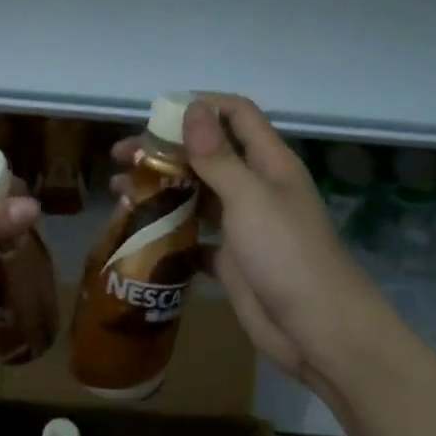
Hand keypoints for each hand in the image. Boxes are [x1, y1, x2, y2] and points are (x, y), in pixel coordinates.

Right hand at [114, 95, 383, 396]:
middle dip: (165, 151)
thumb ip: (218, 155)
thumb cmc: (286, 253)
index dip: (200, 107)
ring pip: (196, 196)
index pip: (236, 116)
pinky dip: (169, 235)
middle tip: (122, 159)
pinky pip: (194, 239)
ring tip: (120, 195)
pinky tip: (139, 236)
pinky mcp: (230, 261)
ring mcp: (242, 226)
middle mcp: (255, 188)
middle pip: (207, 156)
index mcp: (269, 163)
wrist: (315, 328)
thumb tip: (191, 107)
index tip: (154, 116)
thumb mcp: (250, 197)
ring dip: (161, 190)